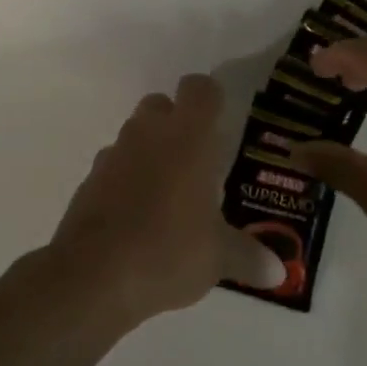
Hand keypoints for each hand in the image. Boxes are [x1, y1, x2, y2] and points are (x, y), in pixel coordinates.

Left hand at [48, 74, 284, 327]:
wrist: (93, 276)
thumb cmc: (168, 250)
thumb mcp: (217, 257)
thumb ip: (248, 256)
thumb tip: (277, 272)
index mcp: (187, 137)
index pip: (200, 89)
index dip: (211, 98)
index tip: (221, 120)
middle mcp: (148, 134)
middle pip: (160, 103)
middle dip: (176, 121)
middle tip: (196, 158)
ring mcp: (113, 155)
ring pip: (134, 133)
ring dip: (149, 149)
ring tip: (168, 191)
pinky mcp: (89, 181)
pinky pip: (112, 166)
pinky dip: (124, 179)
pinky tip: (137, 215)